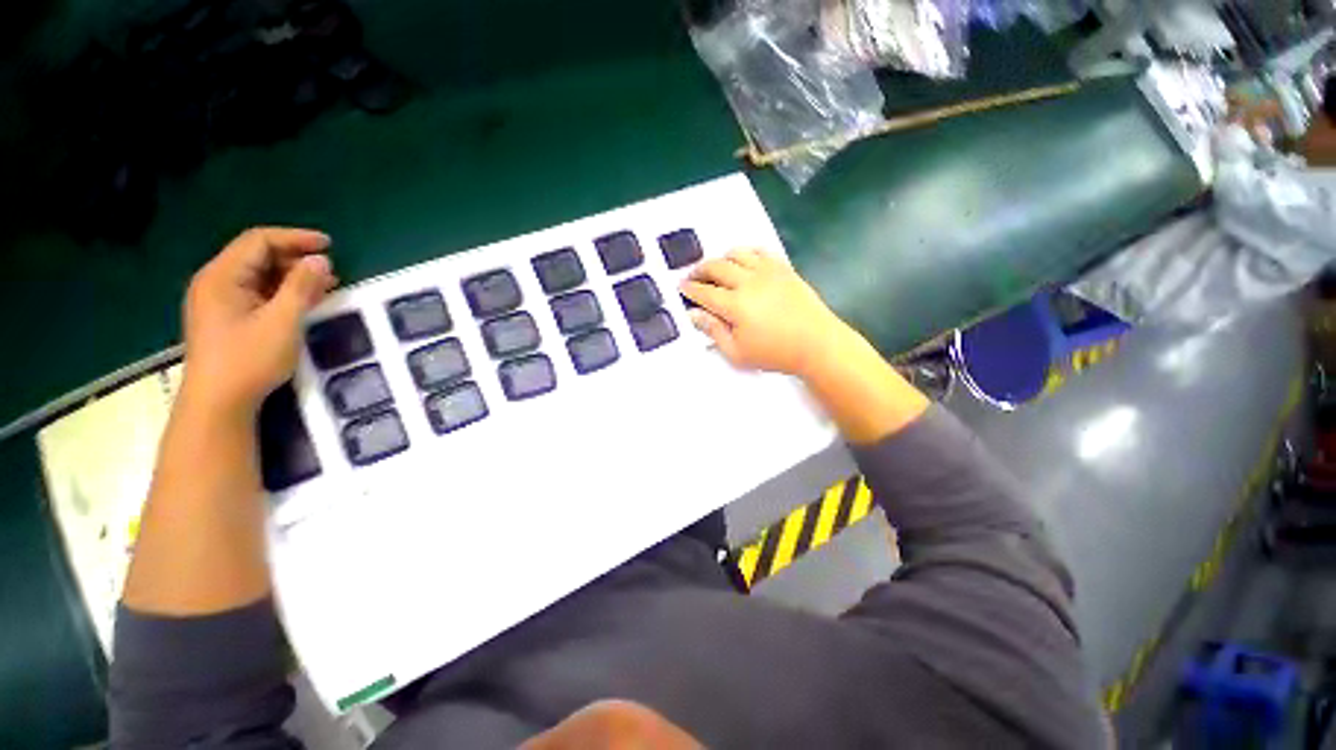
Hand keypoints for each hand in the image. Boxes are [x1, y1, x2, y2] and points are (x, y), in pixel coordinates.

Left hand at [182, 227, 336, 415]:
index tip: (329, 245)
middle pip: (257, 256)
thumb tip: (321, 260)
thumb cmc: (249, 359)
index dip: (295, 238)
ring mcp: (217, 301)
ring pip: (257, 275)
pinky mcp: (225, 318)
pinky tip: (303, 301)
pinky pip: (255, 293)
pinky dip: (281, 292)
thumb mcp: (282, 321)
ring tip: (324, 286)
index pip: (259, 241)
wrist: (218, 403)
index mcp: (221, 276)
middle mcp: (215, 282)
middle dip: (295, 259)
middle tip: (331, 271)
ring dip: (291, 276)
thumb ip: (301, 287)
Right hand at [680, 249, 852, 377]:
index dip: (689, 289)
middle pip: (716, 267)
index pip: (704, 292)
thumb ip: (713, 331)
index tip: (681, 287)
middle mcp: (749, 281)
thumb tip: (695, 315)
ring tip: (715, 267)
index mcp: (735, 304)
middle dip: (699, 270)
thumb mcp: (737, 352)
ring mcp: (768, 271)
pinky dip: (746, 252)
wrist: (816, 344)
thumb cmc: (775, 353)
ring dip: (721, 258)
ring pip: (736, 254)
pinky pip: (760, 251)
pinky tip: (743, 260)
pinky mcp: (783, 268)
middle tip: (693, 276)